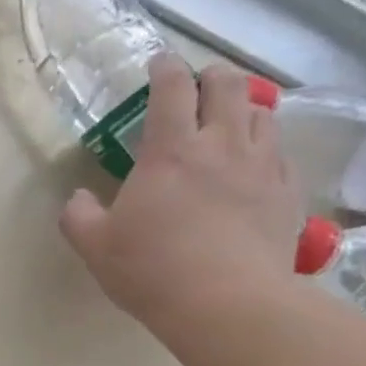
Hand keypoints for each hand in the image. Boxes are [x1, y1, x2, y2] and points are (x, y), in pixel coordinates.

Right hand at [59, 55, 302, 340]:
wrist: (225, 303)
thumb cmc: (151, 269)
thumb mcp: (95, 247)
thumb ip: (79, 216)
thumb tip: (78, 198)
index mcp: (170, 151)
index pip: (171, 89)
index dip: (164, 68)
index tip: (158, 62)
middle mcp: (222, 145)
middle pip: (228, 85)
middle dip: (212, 76)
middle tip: (198, 86)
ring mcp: (261, 166)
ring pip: (262, 113)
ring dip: (244, 107)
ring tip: (230, 120)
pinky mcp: (287, 193)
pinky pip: (281, 154)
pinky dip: (265, 148)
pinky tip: (254, 166)